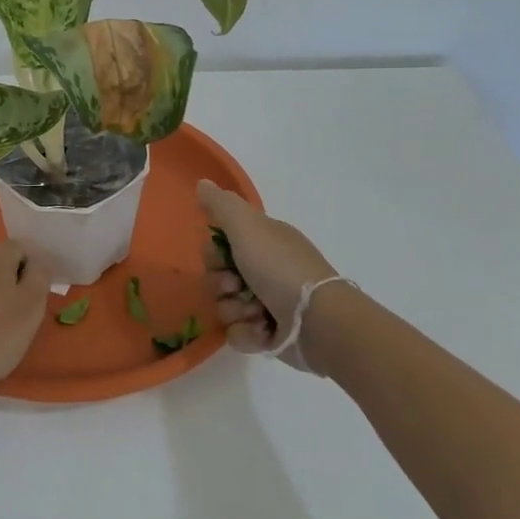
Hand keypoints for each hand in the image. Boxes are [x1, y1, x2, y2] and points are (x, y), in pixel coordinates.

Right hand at [198, 179, 339, 369]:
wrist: (318, 321)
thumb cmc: (280, 268)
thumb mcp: (248, 226)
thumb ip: (221, 205)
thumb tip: (202, 183)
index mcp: (262, 242)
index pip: (219, 247)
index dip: (213, 256)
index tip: (223, 259)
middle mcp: (265, 270)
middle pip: (218, 278)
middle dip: (222, 286)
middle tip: (237, 287)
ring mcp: (268, 304)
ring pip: (225, 308)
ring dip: (235, 311)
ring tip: (257, 313)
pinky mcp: (269, 335)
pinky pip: (238, 334)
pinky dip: (247, 334)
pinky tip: (263, 331)